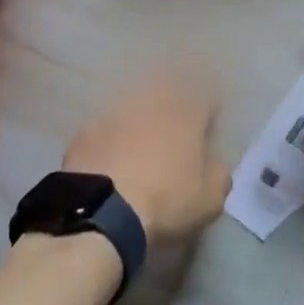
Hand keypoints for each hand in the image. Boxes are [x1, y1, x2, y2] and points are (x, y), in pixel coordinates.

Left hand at [63, 72, 230, 244]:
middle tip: (174, 135)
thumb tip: (212, 162)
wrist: (101, 210)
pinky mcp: (86, 129)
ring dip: (140, 121)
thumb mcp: (210, 197)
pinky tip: (110, 159)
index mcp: (186, 111)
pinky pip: (106, 127)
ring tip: (140, 147)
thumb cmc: (166, 199)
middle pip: (168, 94)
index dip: (209, 112)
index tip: (208, 129)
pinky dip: (111, 138)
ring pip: (134, 106)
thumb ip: (218, 172)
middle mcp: (151, 100)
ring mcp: (115, 111)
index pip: (206, 96)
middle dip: (173, 109)